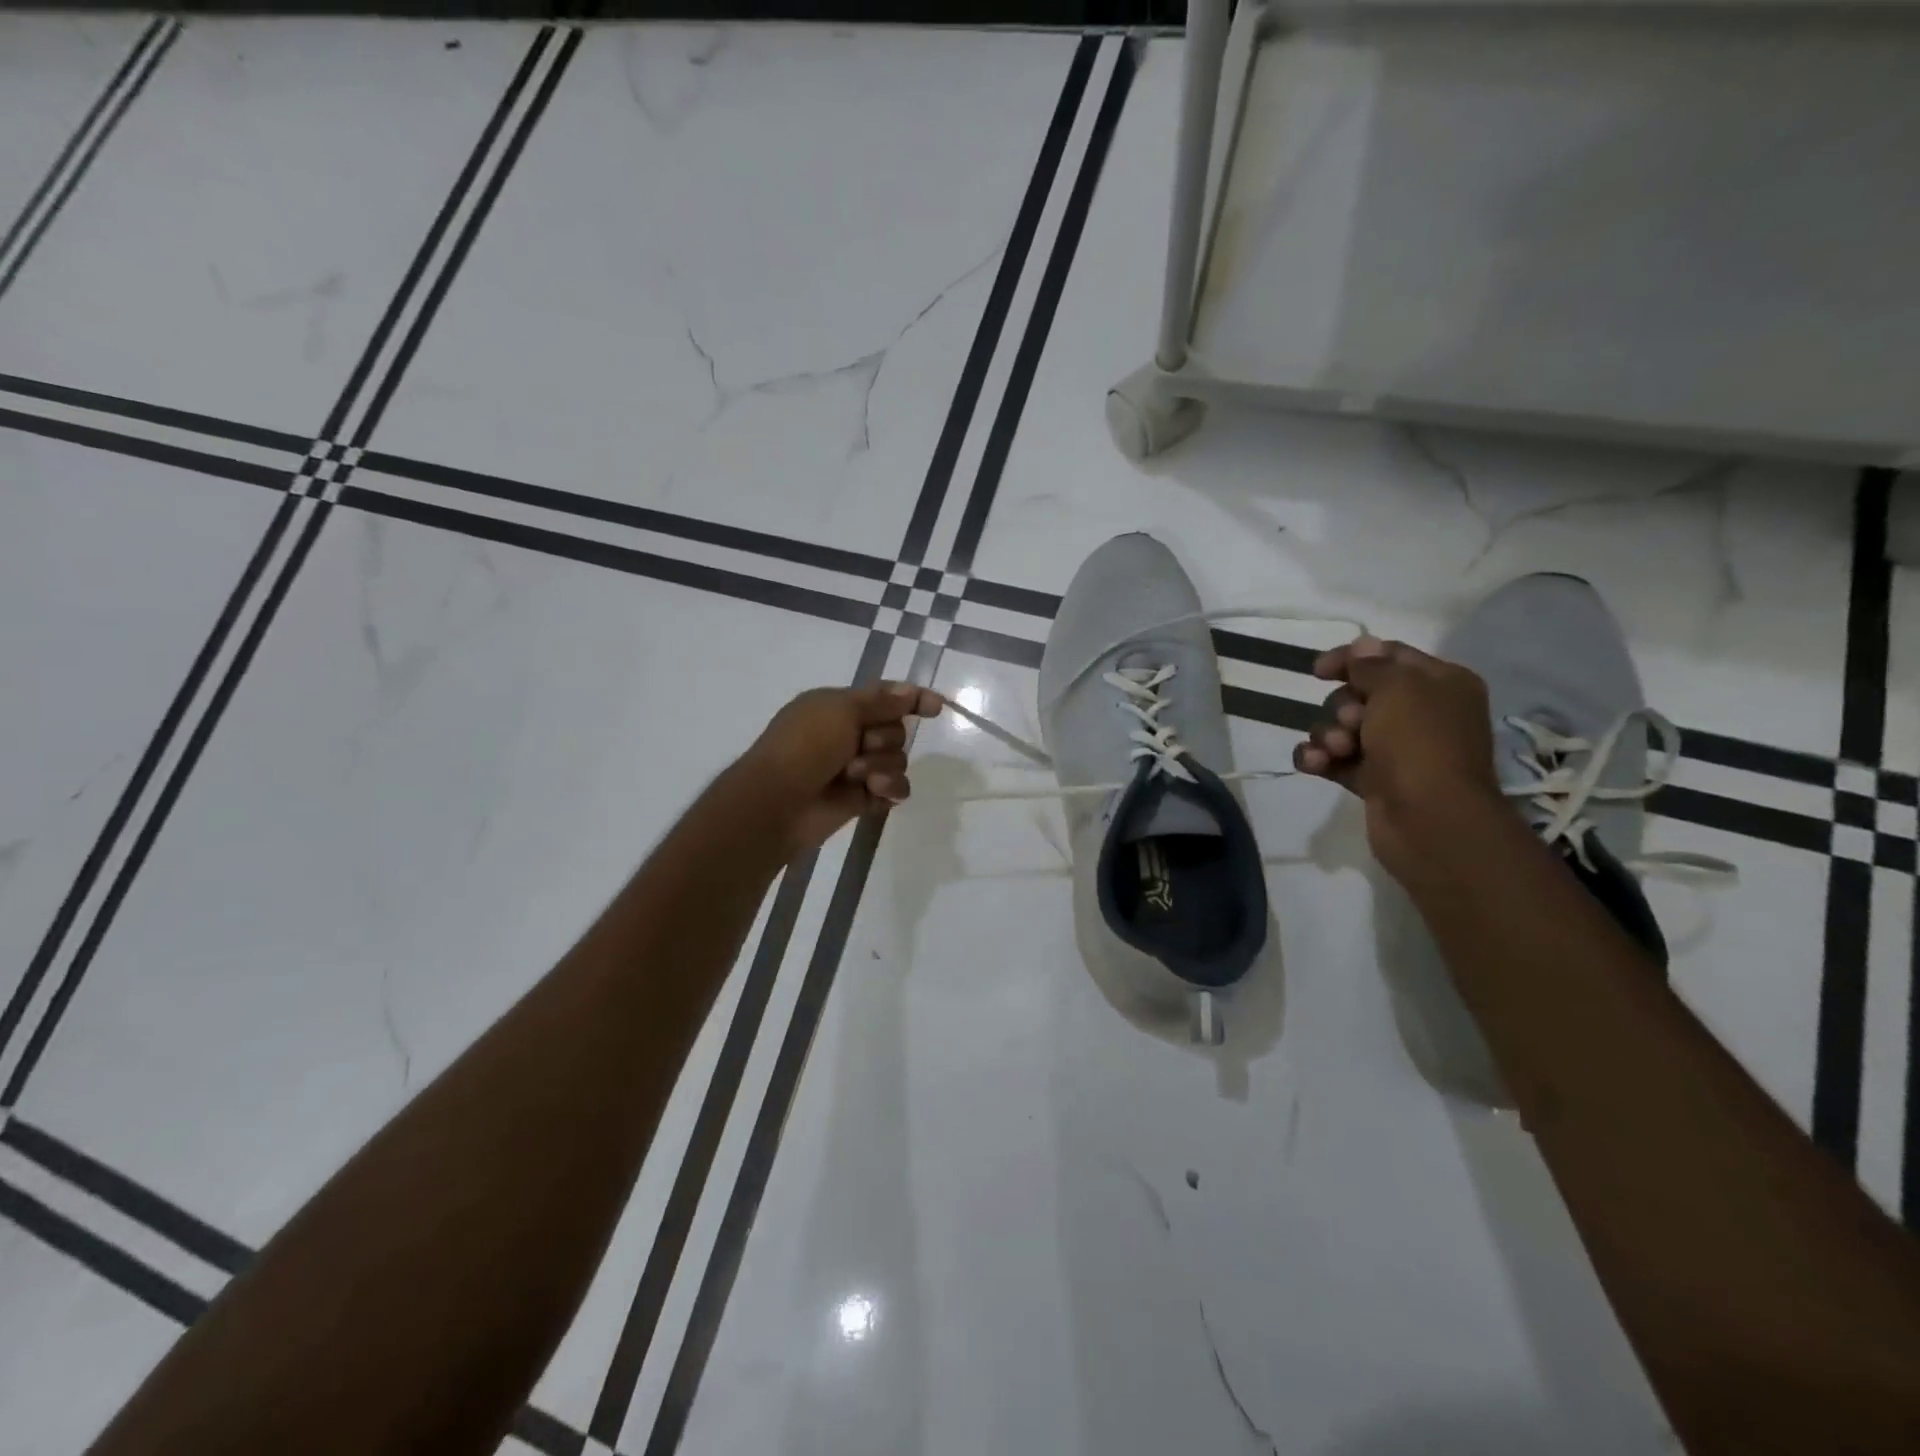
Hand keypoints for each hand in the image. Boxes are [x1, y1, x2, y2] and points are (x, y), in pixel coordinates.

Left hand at [742, 681, 944, 852]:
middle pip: (897, 730)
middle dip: (884, 739)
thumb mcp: (841, 710)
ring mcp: (857, 768)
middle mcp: (850, 735)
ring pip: (898, 760)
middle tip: (860, 745)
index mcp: (840, 707)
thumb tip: (910, 691)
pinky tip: (875, 792)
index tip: (936, 707)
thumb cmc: (804, 746)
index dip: (912, 699)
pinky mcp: (863, 798)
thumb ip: (881, 701)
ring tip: (856, 777)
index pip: (885, 697)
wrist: (779, 801)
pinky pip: (895, 788)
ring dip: (882, 766)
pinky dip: (889, 788)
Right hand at [1292, 635, 1503, 876]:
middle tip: (1350, 723)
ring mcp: (1395, 750)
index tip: (1318, 671)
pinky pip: (1333, 759)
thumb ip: (1372, 665)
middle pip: (1359, 694)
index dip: (1352, 658)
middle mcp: (1421, 714)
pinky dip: (1318, 759)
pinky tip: (1313, 764)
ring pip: (1342, 728)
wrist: (1431, 821)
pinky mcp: (1373, 781)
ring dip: (1327, 735)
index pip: (1389, 656)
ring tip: (1334, 751)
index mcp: (1440, 685)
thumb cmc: (1420, 744)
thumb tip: (1362, 645)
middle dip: (1341, 706)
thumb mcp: (1398, 689)